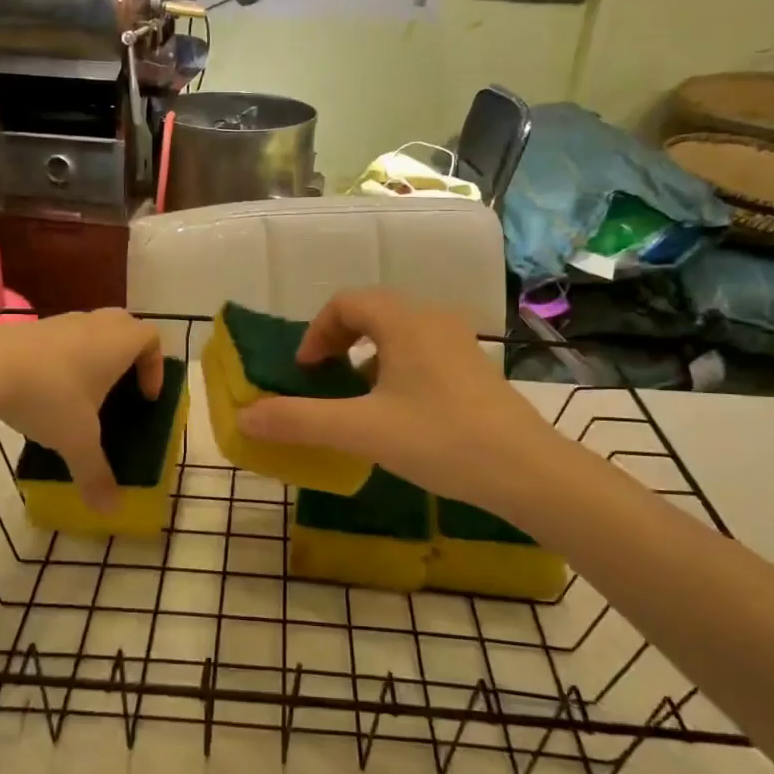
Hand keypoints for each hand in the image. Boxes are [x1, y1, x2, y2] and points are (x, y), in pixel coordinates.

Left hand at [0, 309, 162, 511]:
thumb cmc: (49, 396)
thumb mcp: (77, 442)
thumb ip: (96, 474)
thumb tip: (111, 511)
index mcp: (117, 342)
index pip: (151, 338)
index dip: (155, 365)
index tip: (145, 396)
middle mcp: (93, 324)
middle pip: (123, 325)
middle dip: (128, 353)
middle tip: (121, 387)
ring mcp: (59, 322)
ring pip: (88, 329)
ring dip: (93, 354)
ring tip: (81, 393)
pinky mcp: (28, 328)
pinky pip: (58, 338)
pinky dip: (61, 357)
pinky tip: (45, 389)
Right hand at [236, 290, 553, 519]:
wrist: (529, 472)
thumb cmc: (442, 440)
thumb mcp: (362, 431)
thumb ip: (300, 421)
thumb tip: (245, 416)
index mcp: (404, 321)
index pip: (346, 302)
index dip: (316, 332)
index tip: (305, 371)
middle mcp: (433, 319)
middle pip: (372, 311)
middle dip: (339, 340)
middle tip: (323, 379)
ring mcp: (459, 343)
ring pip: (399, 332)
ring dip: (367, 356)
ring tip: (356, 398)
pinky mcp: (475, 369)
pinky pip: (422, 351)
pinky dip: (395, 368)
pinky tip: (397, 413)